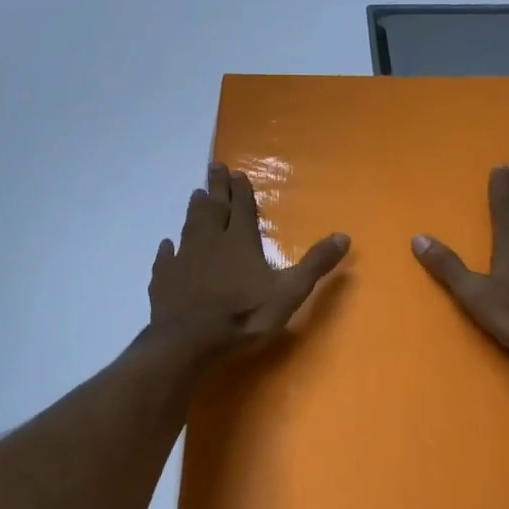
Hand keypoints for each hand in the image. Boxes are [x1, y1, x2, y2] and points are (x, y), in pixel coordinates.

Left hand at [148, 163, 350, 359]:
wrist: (190, 342)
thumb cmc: (243, 316)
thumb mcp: (289, 292)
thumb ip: (315, 264)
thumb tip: (344, 235)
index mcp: (240, 241)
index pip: (242, 207)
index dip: (241, 190)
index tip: (237, 172)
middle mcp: (210, 241)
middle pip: (214, 208)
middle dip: (216, 187)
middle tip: (214, 166)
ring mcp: (184, 259)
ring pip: (190, 226)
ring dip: (194, 209)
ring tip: (195, 194)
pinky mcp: (164, 279)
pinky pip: (166, 258)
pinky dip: (167, 249)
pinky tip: (166, 245)